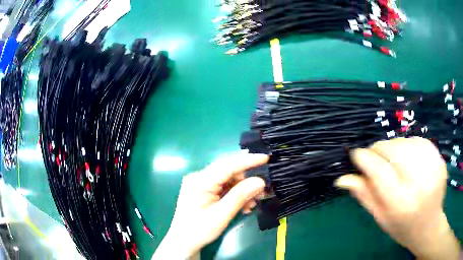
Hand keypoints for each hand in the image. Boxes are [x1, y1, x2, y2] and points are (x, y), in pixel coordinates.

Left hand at [152, 153, 268, 258]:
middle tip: (263, 192)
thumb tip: (260, 181)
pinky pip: (224, 188)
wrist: (184, 242)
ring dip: (243, 191)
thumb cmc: (199, 230)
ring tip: (252, 205)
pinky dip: (236, 195)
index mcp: (200, 181)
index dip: (248, 161)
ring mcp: (201, 184)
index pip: (227, 166)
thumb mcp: (221, 215)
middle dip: (247, 181)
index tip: (266, 158)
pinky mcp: (204, 191)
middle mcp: (199, 177)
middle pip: (229, 172)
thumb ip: (240, 196)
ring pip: (229, 181)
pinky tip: (244, 206)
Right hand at [336, 137, 460, 259]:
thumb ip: (364, 195)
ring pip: (405, 142)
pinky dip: (409, 144)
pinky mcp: (440, 159)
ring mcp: (433, 168)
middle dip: (378, 149)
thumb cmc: (402, 227)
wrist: (429, 227)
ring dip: (393, 146)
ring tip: (391, 158)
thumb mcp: (380, 217)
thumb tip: (342, 178)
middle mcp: (419, 183)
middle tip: (374, 156)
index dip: (363, 158)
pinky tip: (408, 155)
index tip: (356, 155)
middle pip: (393, 150)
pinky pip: (419, 140)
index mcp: (400, 203)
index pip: (378, 170)